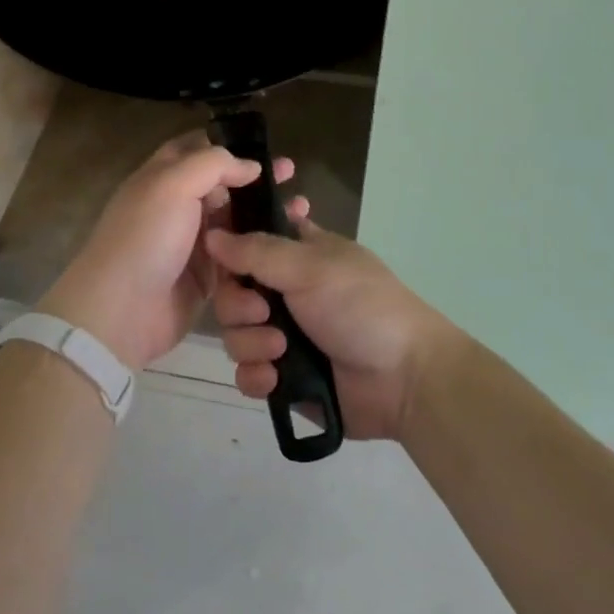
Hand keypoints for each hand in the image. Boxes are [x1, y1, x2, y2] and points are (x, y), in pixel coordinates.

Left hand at [41, 133, 298, 370]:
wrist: (121, 311)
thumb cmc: (145, 237)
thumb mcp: (173, 184)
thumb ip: (213, 165)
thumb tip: (250, 166)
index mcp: (163, 177)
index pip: (197, 149)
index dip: (229, 145)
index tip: (266, 147)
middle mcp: (177, 206)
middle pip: (222, 186)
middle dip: (255, 179)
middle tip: (292, 176)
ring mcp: (192, 243)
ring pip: (234, 221)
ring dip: (262, 214)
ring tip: (300, 209)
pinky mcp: (206, 277)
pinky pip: (238, 257)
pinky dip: (258, 249)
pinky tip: (285, 244)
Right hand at [203, 218, 456, 440]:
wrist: (402, 378)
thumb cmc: (361, 305)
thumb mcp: (310, 267)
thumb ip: (256, 251)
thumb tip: (211, 235)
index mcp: (298, 254)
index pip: (250, 240)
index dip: (232, 247)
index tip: (220, 256)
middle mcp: (286, 291)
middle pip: (233, 291)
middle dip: (240, 305)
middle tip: (264, 312)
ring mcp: (284, 335)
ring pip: (236, 334)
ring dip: (251, 343)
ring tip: (281, 351)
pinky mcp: (283, 377)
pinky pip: (247, 373)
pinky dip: (257, 376)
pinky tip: (275, 379)